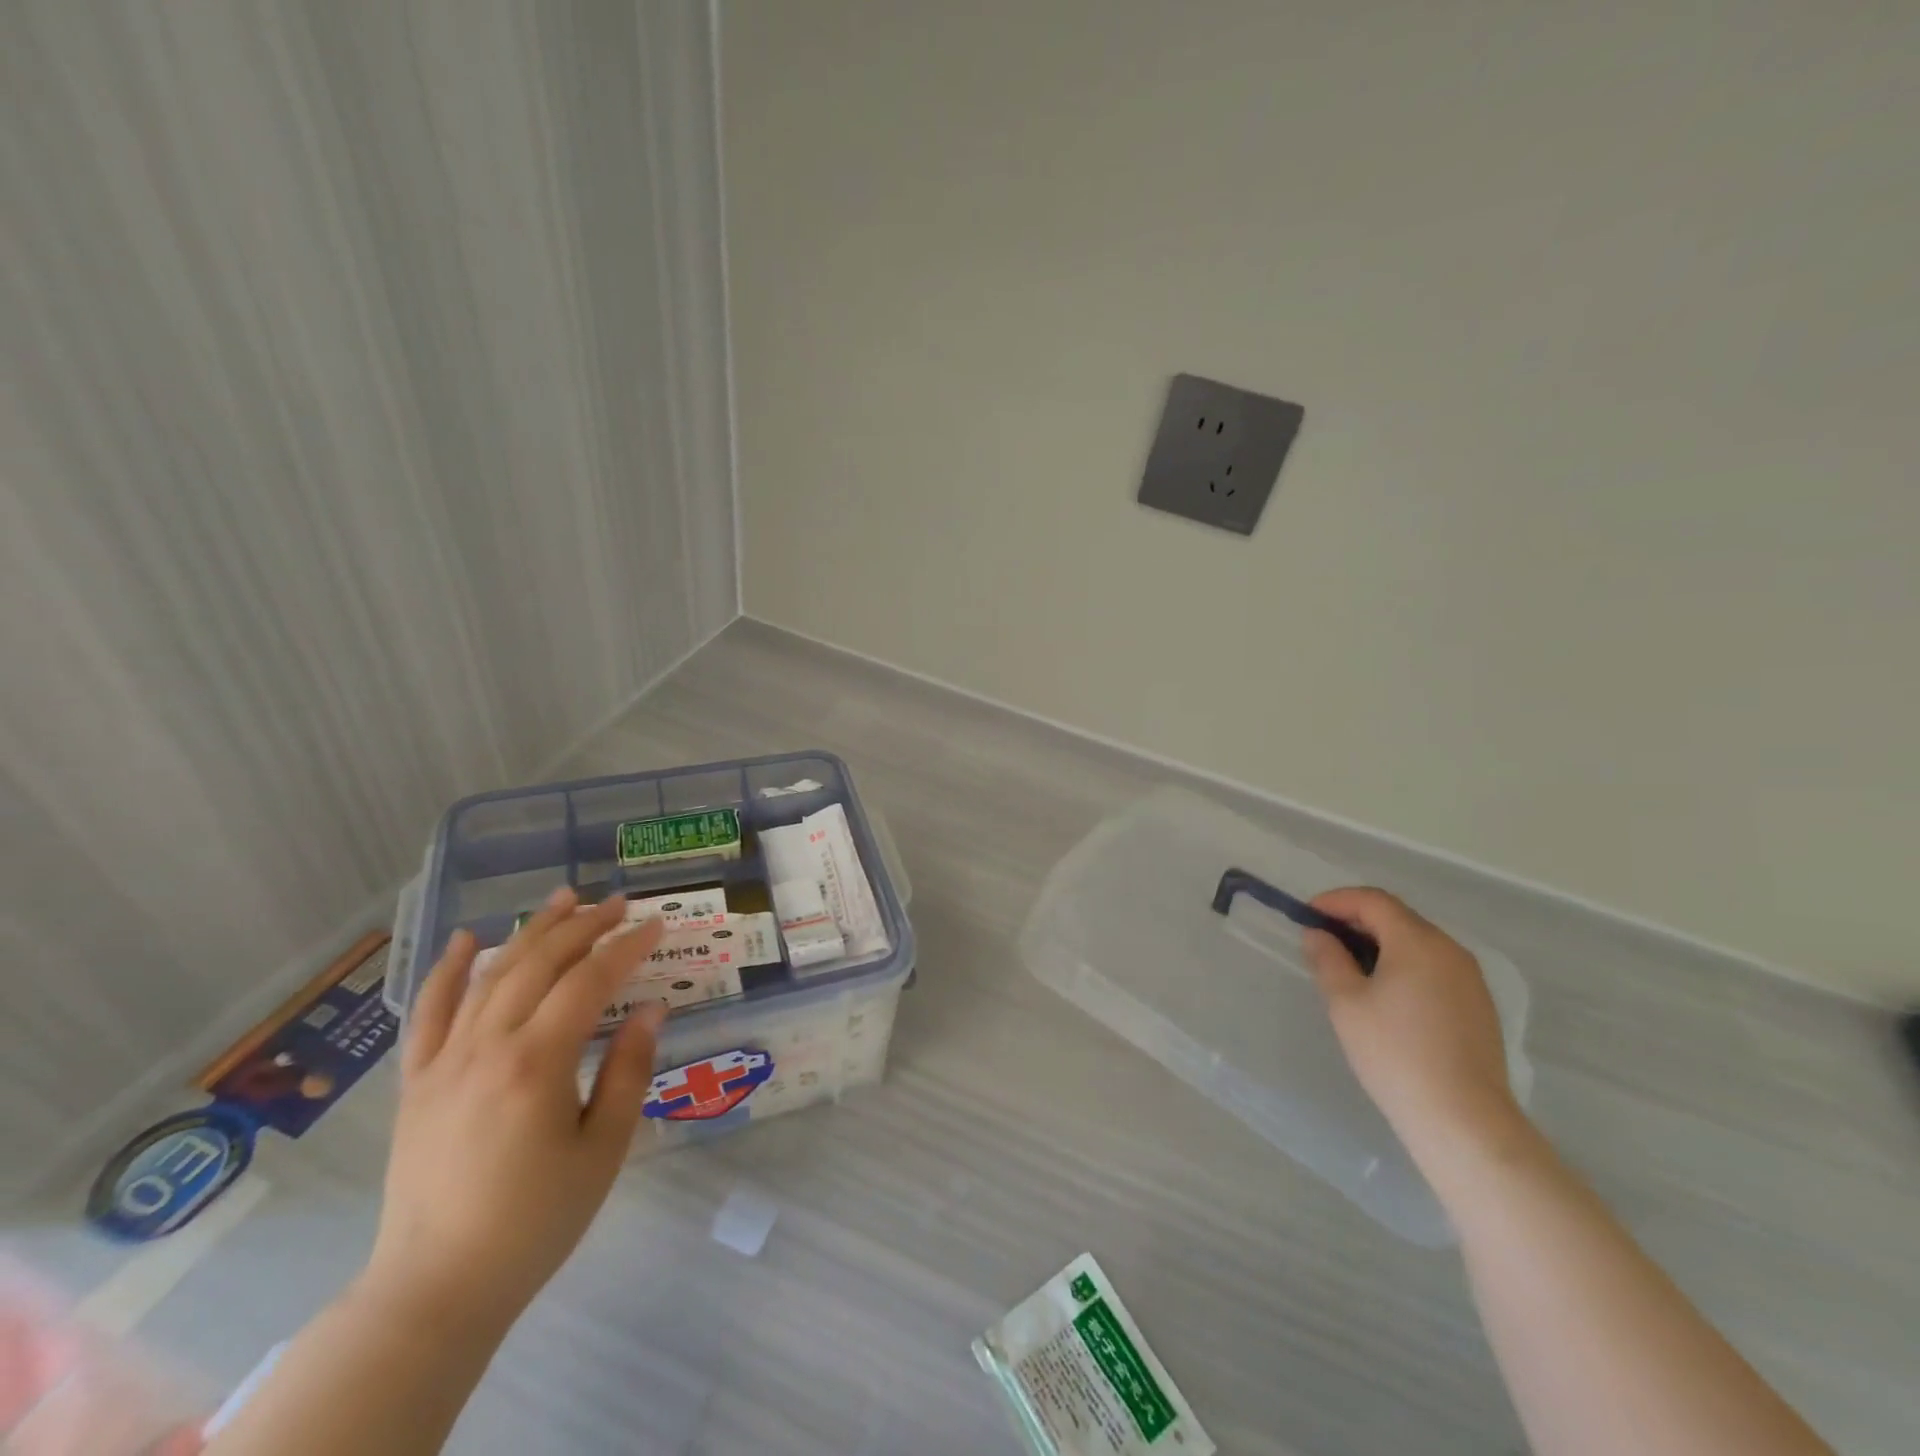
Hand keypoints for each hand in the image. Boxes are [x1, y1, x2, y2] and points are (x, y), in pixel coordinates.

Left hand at [362, 888, 667, 1331]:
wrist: (436, 1288)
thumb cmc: (535, 1221)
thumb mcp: (603, 1149)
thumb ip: (628, 1071)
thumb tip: (650, 1009)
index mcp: (537, 1063)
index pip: (589, 981)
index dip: (626, 947)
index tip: (656, 925)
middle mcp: (487, 1047)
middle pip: (540, 964)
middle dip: (584, 926)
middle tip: (619, 903)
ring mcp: (444, 1061)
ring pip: (492, 975)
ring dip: (531, 932)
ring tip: (564, 899)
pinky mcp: (418, 1082)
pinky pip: (429, 1013)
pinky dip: (449, 971)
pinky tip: (467, 941)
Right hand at [1299, 887, 1522, 1168]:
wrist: (1463, 1120)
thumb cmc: (1395, 1053)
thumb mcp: (1346, 1002)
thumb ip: (1327, 959)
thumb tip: (1318, 935)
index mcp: (1418, 942)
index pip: (1372, 901)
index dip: (1336, 901)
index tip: (1307, 916)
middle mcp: (1450, 950)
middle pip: (1397, 918)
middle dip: (1356, 921)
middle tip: (1323, 941)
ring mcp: (1470, 979)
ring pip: (1417, 943)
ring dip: (1379, 944)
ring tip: (1349, 968)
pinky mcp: (1478, 1005)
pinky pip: (1433, 967)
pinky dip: (1403, 965)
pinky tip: (1385, 995)